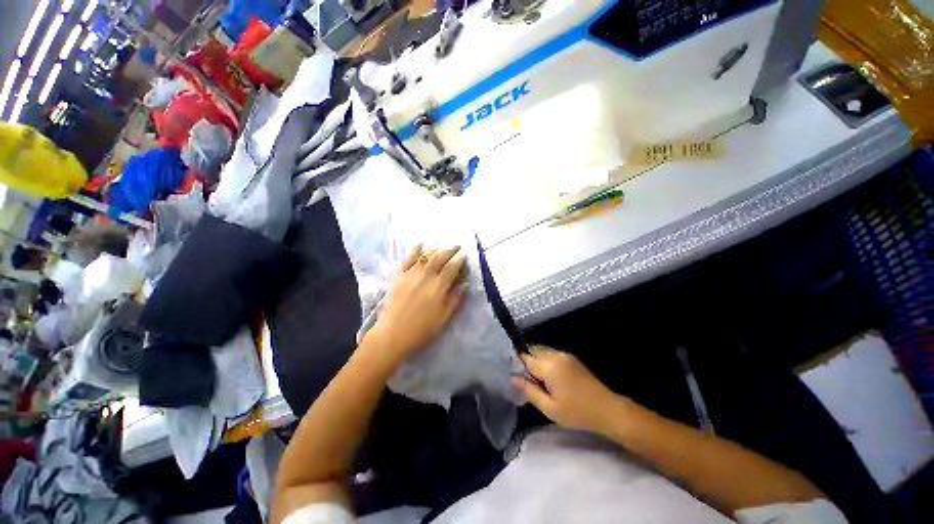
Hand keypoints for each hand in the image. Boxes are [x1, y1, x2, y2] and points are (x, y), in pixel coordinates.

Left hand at [369, 245, 465, 363]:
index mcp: (439, 286)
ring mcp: (411, 274)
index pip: (452, 267)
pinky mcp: (399, 276)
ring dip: (435, 248)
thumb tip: (464, 284)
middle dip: (450, 249)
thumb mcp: (444, 317)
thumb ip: (455, 299)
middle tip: (456, 246)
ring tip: (442, 246)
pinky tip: (420, 244)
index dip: (459, 259)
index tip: (464, 255)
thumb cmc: (422, 328)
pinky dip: (415, 250)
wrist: (393, 333)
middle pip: (440, 256)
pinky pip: (408, 259)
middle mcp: (426, 275)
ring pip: (425, 255)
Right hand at [515, 346, 620, 432]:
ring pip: (542, 351)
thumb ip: (530, 391)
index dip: (518, 366)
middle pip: (533, 350)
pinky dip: (545, 361)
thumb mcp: (550, 408)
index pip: (525, 358)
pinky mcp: (571, 358)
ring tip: (539, 381)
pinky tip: (550, 378)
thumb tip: (514, 378)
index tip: (518, 378)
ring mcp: (565, 355)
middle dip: (527, 362)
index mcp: (549, 366)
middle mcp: (556, 355)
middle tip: (529, 382)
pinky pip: (551, 354)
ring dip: (536, 361)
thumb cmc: (577, 412)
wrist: (607, 409)